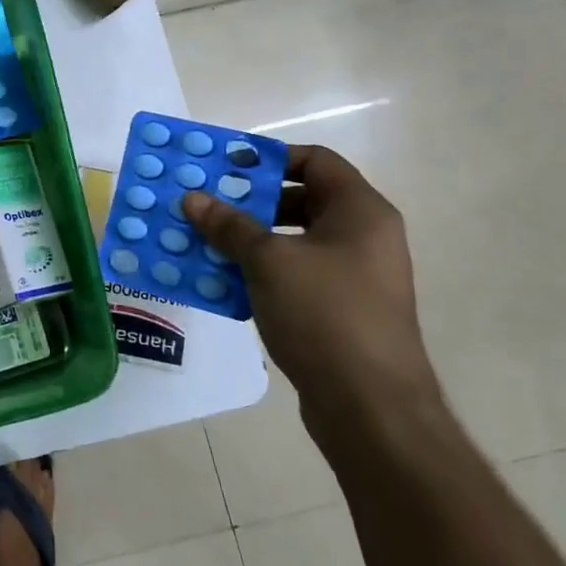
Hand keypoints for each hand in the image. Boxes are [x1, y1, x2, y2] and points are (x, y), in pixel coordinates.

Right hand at [183, 145, 437, 436]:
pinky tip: (223, 280)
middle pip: (302, 198)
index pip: (315, 160)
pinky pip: (295, 274)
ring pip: (294, 240)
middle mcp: (364, 237)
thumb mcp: (268, 261)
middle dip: (250, 200)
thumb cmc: (325, 315)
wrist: (372, 408)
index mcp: (361, 212)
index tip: (225, 167)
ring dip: (249, 238)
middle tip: (206, 204)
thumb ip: (229, 225)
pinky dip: (260, 271)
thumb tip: (193, 198)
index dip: (269, 157)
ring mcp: (354, 276)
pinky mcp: (341, 310)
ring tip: (204, 240)